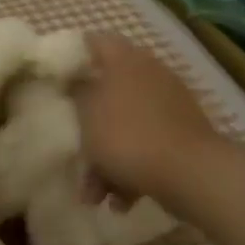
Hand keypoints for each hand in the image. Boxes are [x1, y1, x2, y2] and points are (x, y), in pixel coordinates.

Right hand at [71, 33, 219, 205]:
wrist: (190, 173)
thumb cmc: (127, 135)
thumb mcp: (87, 114)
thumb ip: (77, 93)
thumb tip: (77, 83)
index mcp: (126, 60)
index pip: (94, 41)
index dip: (72, 54)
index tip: (54, 77)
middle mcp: (150, 75)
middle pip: (109, 90)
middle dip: (88, 123)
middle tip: (70, 143)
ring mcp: (169, 106)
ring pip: (126, 125)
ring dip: (105, 158)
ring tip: (92, 195)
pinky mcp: (182, 137)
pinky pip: (146, 148)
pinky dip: (130, 171)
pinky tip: (120, 202)